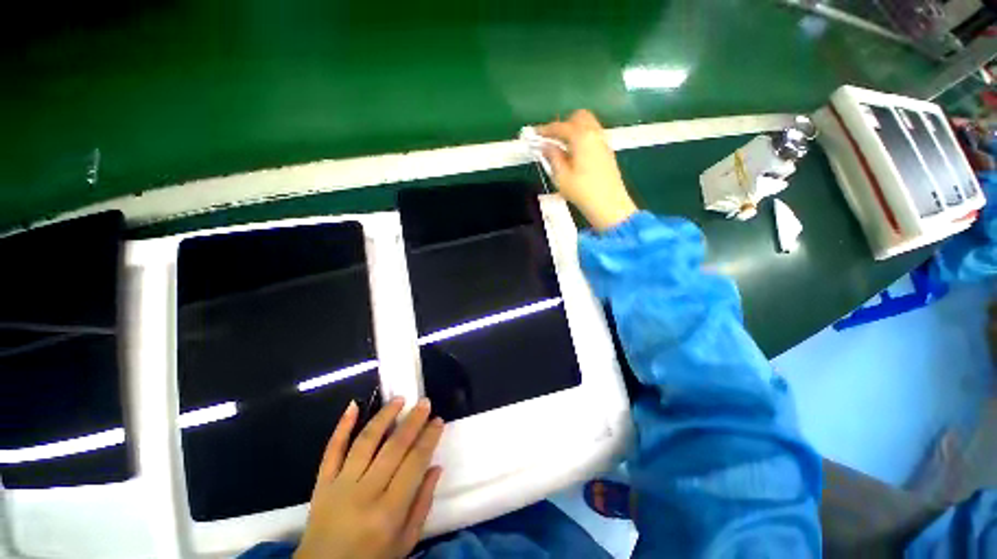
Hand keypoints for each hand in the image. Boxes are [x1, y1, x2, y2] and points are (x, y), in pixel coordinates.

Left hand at [294, 397, 443, 558]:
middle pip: (393, 448)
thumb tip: (436, 466)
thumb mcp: (405, 542)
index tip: (438, 420)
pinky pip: (331, 451)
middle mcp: (364, 494)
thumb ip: (422, 504)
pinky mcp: (322, 483)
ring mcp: (340, 486)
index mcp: (388, 512)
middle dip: (412, 421)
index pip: (414, 464)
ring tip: (399, 399)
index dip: (428, 438)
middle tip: (425, 403)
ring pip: (365, 442)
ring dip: (384, 416)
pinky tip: (353, 405)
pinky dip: (341, 427)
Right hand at [537, 110, 637, 230]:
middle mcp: (595, 134)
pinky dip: (582, 138)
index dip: (545, 130)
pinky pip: (593, 136)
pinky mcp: (607, 152)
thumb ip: (552, 157)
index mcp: (582, 137)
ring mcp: (603, 142)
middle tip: (551, 139)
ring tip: (561, 147)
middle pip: (579, 117)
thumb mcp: (561, 176)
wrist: (609, 205)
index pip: (560, 127)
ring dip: (574, 130)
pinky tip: (574, 154)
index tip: (534, 134)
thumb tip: (546, 146)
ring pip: (588, 125)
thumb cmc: (582, 192)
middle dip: (563, 124)